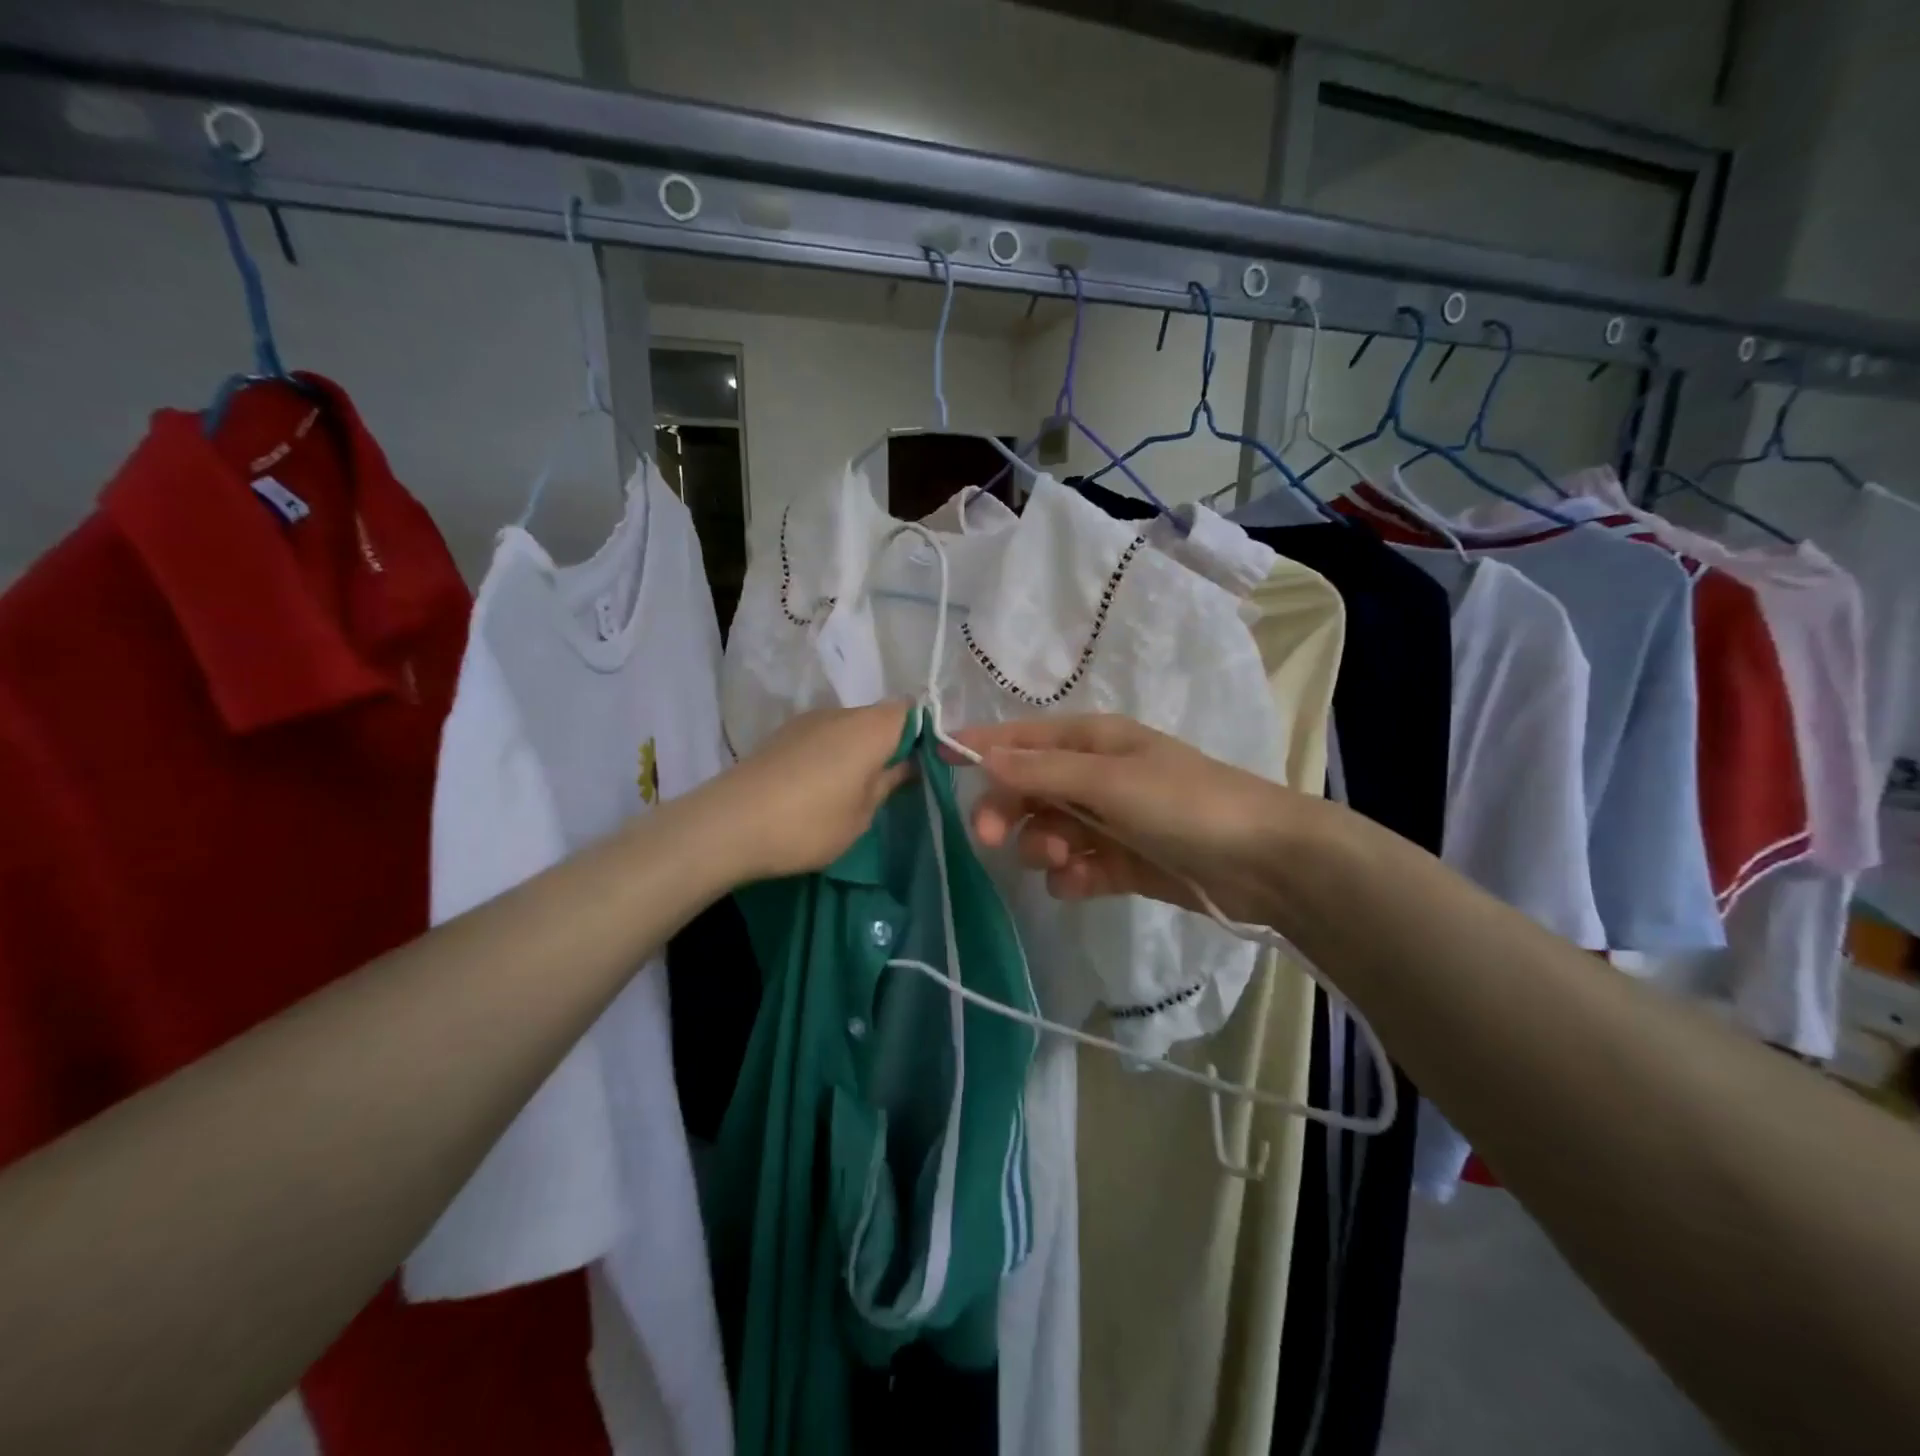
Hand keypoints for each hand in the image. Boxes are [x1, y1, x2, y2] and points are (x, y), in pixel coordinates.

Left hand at [705, 701, 916, 882]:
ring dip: (862, 748)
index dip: (926, 733)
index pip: (913, 711)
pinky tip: (824, 785)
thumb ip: (889, 782)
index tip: (929, 764)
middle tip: (897, 782)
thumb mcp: (862, 814)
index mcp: (871, 727)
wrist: (728, 825)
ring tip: (859, 788)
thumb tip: (908, 764)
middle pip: (881, 716)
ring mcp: (809, 720)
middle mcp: (842, 713)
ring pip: (851, 725)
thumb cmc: (809, 824)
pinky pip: (825, 735)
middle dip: (894, 742)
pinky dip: (835, 752)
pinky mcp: (784, 734)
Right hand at [953, 714, 1312, 924]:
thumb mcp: (1110, 780)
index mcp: (1093, 742)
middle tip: (993, 838)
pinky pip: (1077, 865)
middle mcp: (1096, 775)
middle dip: (1009, 810)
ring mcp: (1109, 820)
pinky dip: (1072, 875)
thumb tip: (983, 754)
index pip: (1023, 738)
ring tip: (1064, 861)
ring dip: (1043, 846)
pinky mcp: (1122, 861)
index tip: (937, 758)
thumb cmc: (1185, 803)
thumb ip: (1044, 770)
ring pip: (1048, 830)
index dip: (981, 746)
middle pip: (1028, 788)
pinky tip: (1082, 883)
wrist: (1264, 862)